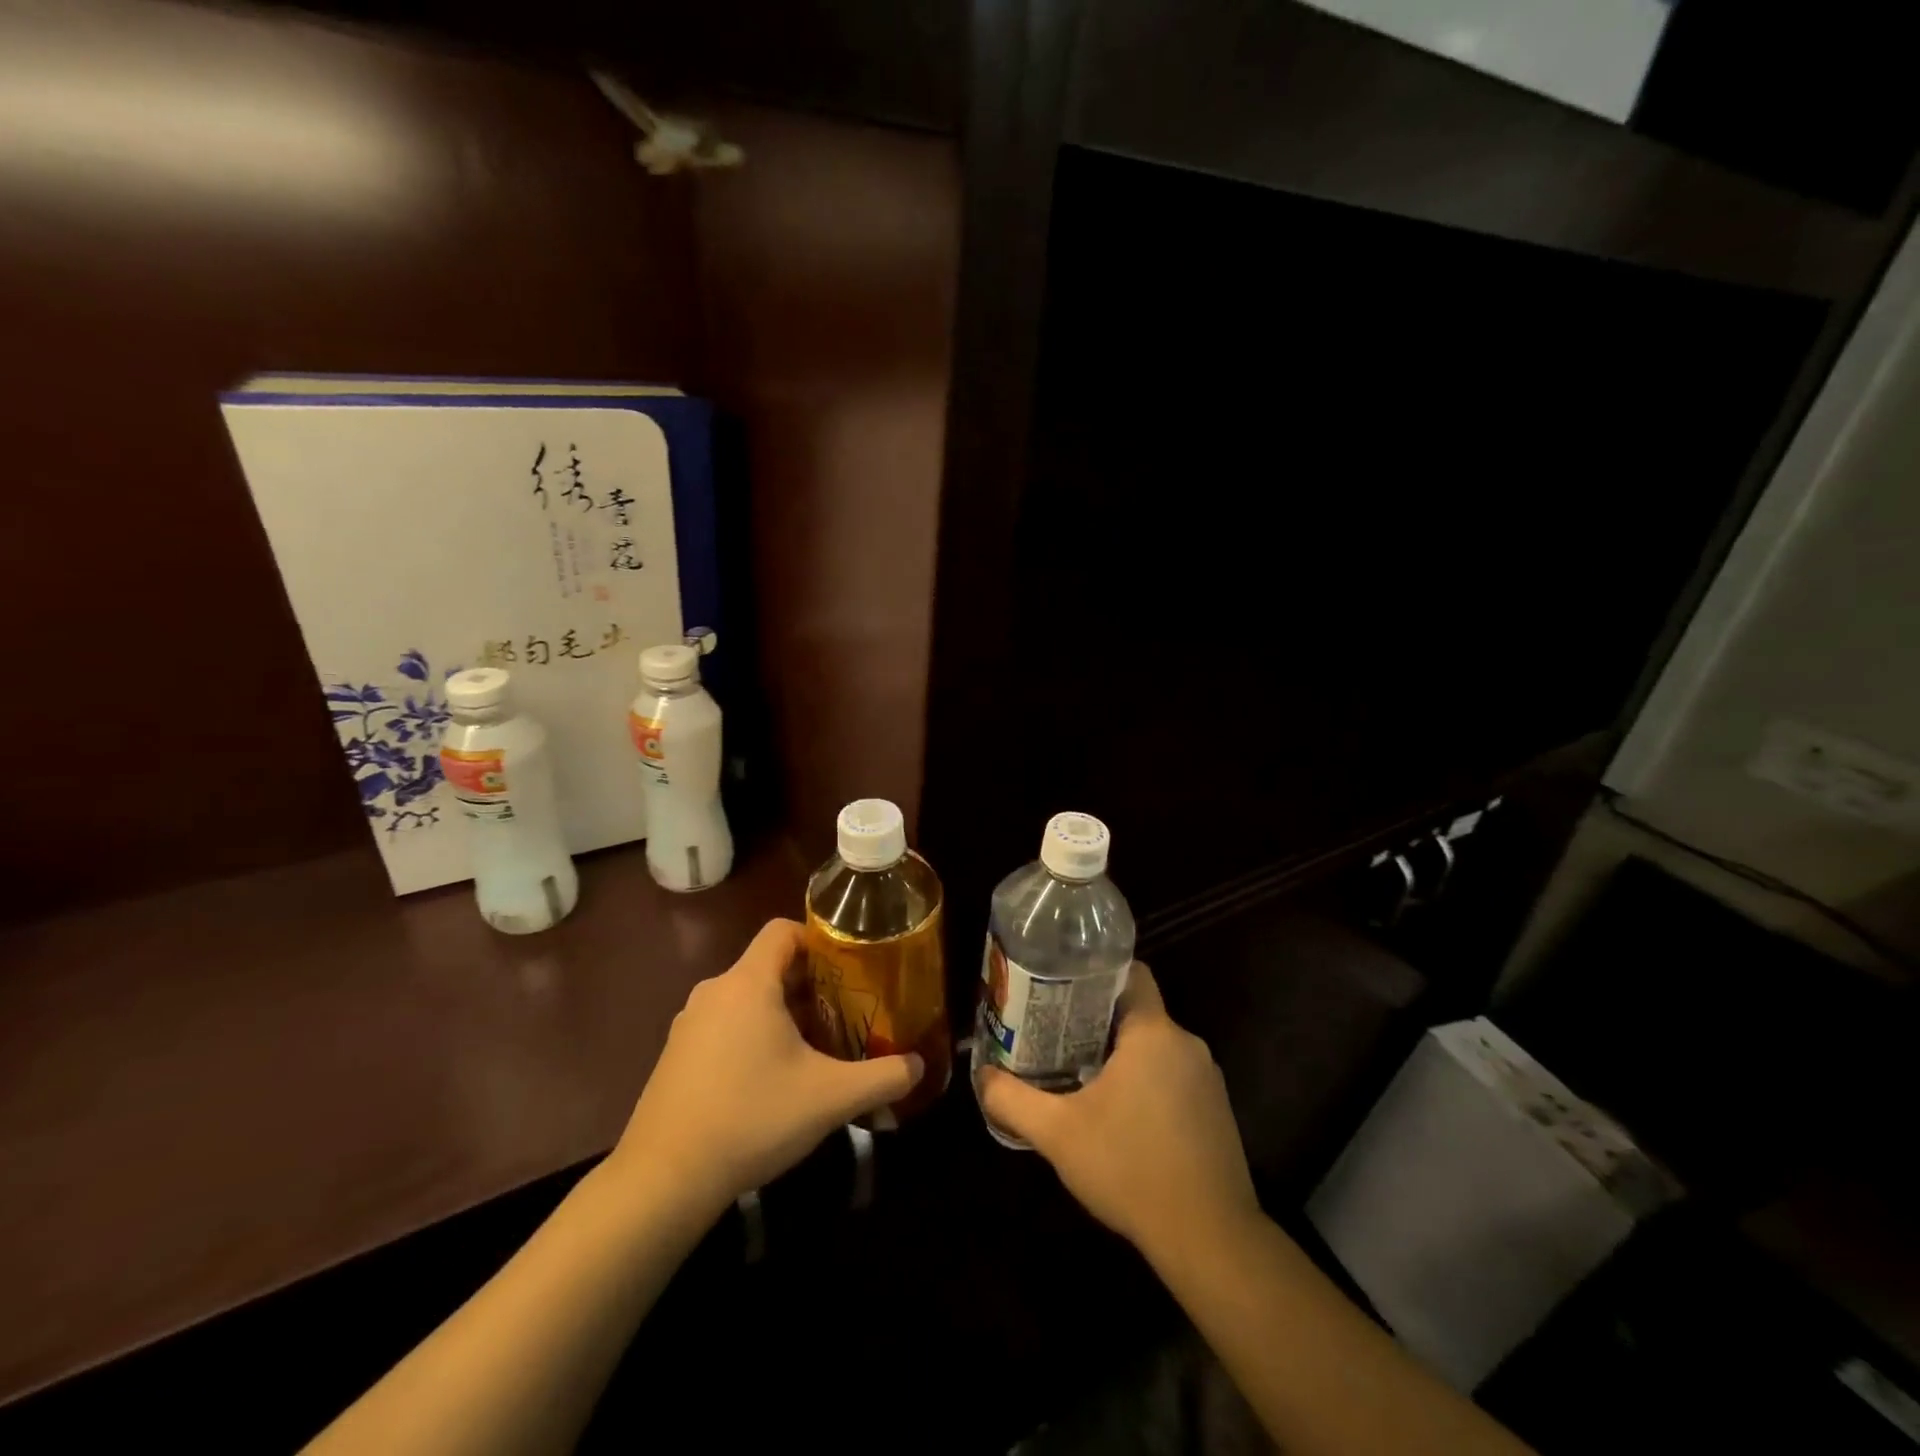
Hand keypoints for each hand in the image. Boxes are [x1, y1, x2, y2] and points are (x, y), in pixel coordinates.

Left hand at [609, 919, 922, 1217]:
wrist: (663, 1180)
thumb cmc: (751, 1119)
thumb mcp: (830, 1098)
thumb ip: (883, 1078)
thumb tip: (920, 1066)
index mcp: (748, 983)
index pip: (783, 930)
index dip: (818, 938)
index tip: (849, 965)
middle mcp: (715, 991)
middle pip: (769, 965)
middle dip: (810, 983)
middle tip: (846, 1009)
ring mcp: (689, 1023)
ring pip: (747, 998)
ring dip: (782, 1011)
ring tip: (816, 1045)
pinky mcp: (676, 1055)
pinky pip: (724, 1024)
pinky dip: (752, 1034)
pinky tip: (771, 1079)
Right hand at [976, 964, 1259, 1262]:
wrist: (1209, 1239)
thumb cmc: (1130, 1169)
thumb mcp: (1058, 1134)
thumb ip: (1013, 1100)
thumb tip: (982, 1076)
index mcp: (1153, 1033)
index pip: (1132, 973)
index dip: (1096, 974)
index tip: (1063, 988)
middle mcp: (1186, 1044)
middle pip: (1137, 1012)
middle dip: (1097, 1020)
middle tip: (1056, 1034)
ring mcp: (1207, 1078)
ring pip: (1155, 1047)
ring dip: (1121, 1056)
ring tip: (1080, 1073)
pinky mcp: (1217, 1110)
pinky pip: (1174, 1077)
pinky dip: (1147, 1083)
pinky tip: (1121, 1116)